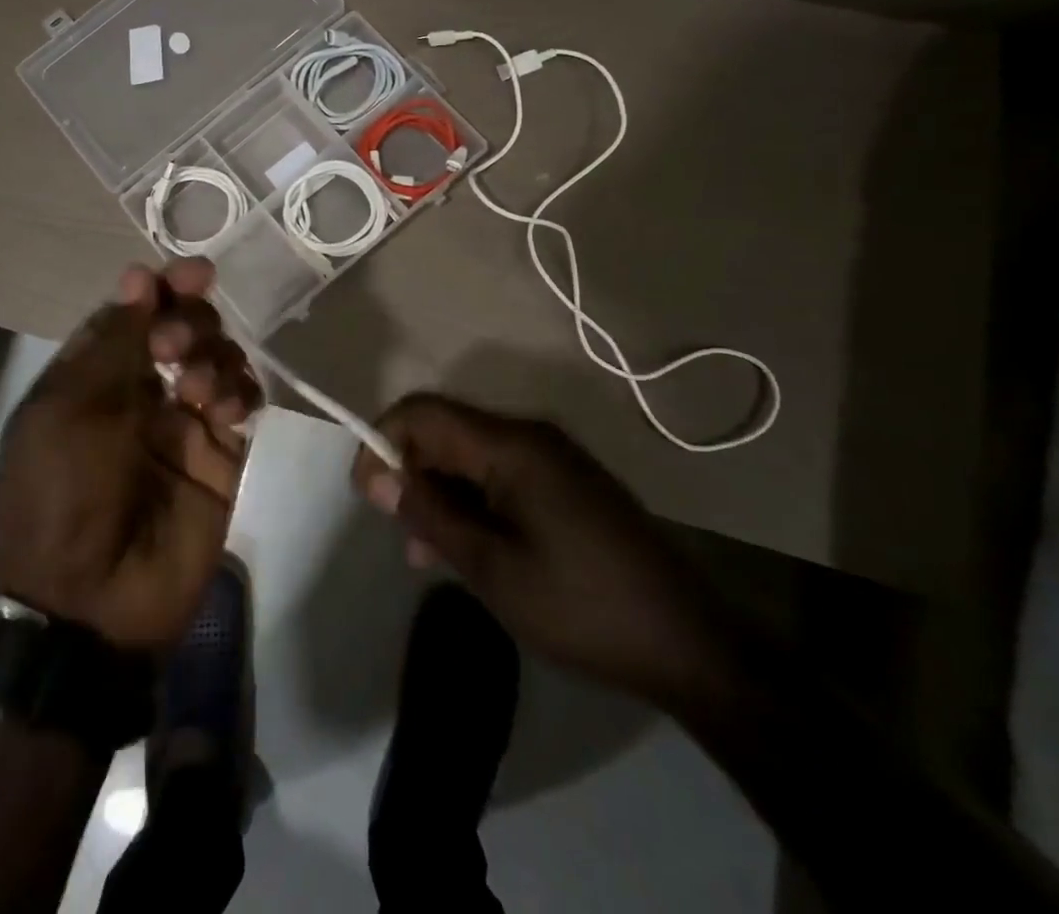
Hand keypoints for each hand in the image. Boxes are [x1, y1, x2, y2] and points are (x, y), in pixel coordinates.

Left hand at [0, 260, 258, 653]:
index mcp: (94, 376)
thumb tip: (139, 275)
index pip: (137, 313)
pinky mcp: (221, 458)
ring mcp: (184, 425)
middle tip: (175, 348)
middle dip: (189, 322)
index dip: (165, 287)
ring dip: (213, 356)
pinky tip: (224, 409)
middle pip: (183, 328)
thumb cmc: (62, 491)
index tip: (196, 273)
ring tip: (195, 391)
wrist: (86, 603)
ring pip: (217, 359)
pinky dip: (239, 392)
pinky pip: (242, 403)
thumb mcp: (70, 407)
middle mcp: (141, 392)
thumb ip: (114, 340)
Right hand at [353, 393, 733, 709]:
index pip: (423, 412)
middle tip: (403, 537)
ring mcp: (552, 458)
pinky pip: (500, 475)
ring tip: (430, 557)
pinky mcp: (566, 483)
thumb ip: (430, 514)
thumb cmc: (581, 607)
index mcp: (512, 445)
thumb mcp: (492, 569)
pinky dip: (473, 503)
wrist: (690, 645)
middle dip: (411, 475)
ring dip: (440, 495)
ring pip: (470, 457)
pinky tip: (471, 551)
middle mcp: (530, 436)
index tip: (368, 494)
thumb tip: (377, 477)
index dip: (382, 441)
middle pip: (446, 431)